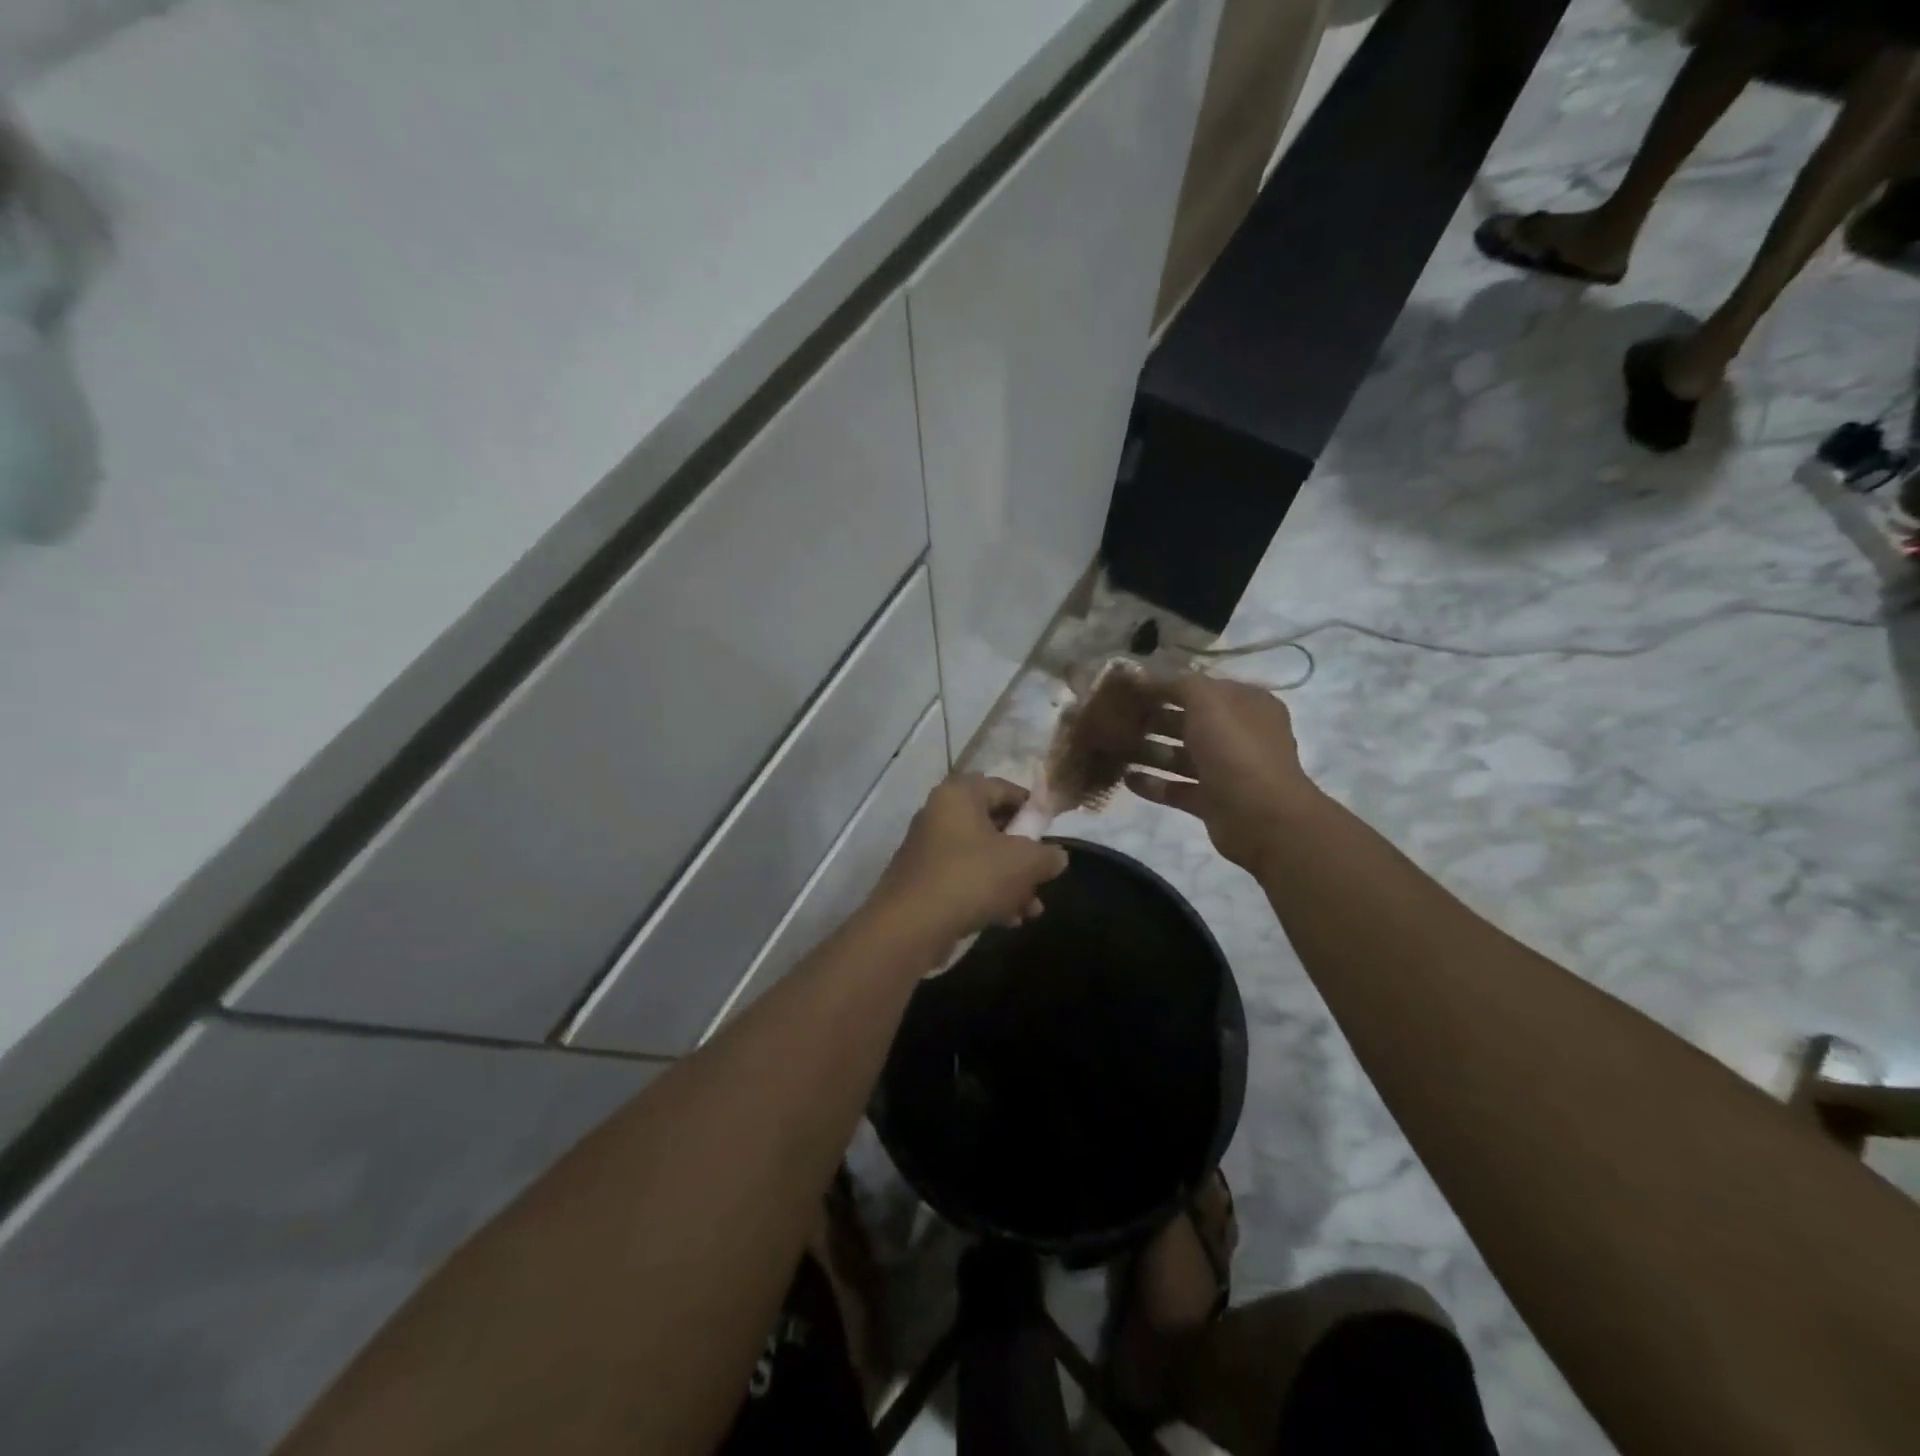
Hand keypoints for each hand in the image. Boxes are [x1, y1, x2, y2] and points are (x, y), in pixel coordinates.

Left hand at [869, 775, 1069, 950]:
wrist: (909, 926)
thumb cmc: (971, 878)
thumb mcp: (1023, 864)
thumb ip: (1047, 856)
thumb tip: (1056, 857)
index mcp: (960, 795)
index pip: (1004, 788)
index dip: (1033, 808)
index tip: (1051, 832)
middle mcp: (939, 814)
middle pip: (994, 826)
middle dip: (1024, 856)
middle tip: (1043, 878)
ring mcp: (928, 848)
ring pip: (981, 857)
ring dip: (1010, 882)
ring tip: (1031, 910)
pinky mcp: (922, 879)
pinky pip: (963, 878)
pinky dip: (987, 894)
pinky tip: (1008, 920)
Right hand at [1125, 674, 1316, 870]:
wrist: (1260, 816)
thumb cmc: (1235, 748)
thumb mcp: (1207, 701)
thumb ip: (1178, 684)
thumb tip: (1148, 677)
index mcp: (1247, 704)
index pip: (1203, 688)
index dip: (1168, 685)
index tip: (1130, 687)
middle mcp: (1239, 735)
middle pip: (1190, 722)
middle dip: (1154, 719)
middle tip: (1116, 719)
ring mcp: (1226, 770)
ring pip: (1181, 756)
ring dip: (1150, 751)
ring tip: (1115, 748)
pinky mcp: (1212, 801)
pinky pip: (1177, 788)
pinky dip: (1153, 784)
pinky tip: (1126, 779)